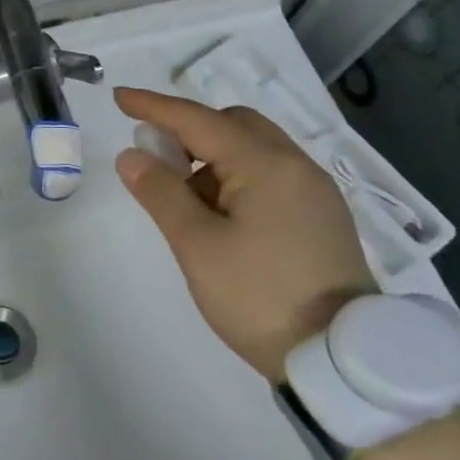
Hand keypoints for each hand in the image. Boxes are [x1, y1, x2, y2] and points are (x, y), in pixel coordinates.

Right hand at [112, 87, 372, 382]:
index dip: (154, 107)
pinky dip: (237, 176)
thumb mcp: (197, 246)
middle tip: (157, 159)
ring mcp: (314, 192)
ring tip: (186, 199)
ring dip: (212, 156)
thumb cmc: (259, 296)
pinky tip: (222, 215)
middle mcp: (296, 166)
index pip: (198, 120)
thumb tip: (132, 155)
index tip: (119, 98)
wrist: (340, 361)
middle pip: (234, 124)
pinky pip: (271, 174)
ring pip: (254, 149)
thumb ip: (161, 193)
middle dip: (189, 130)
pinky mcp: (322, 217)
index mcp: (265, 165)